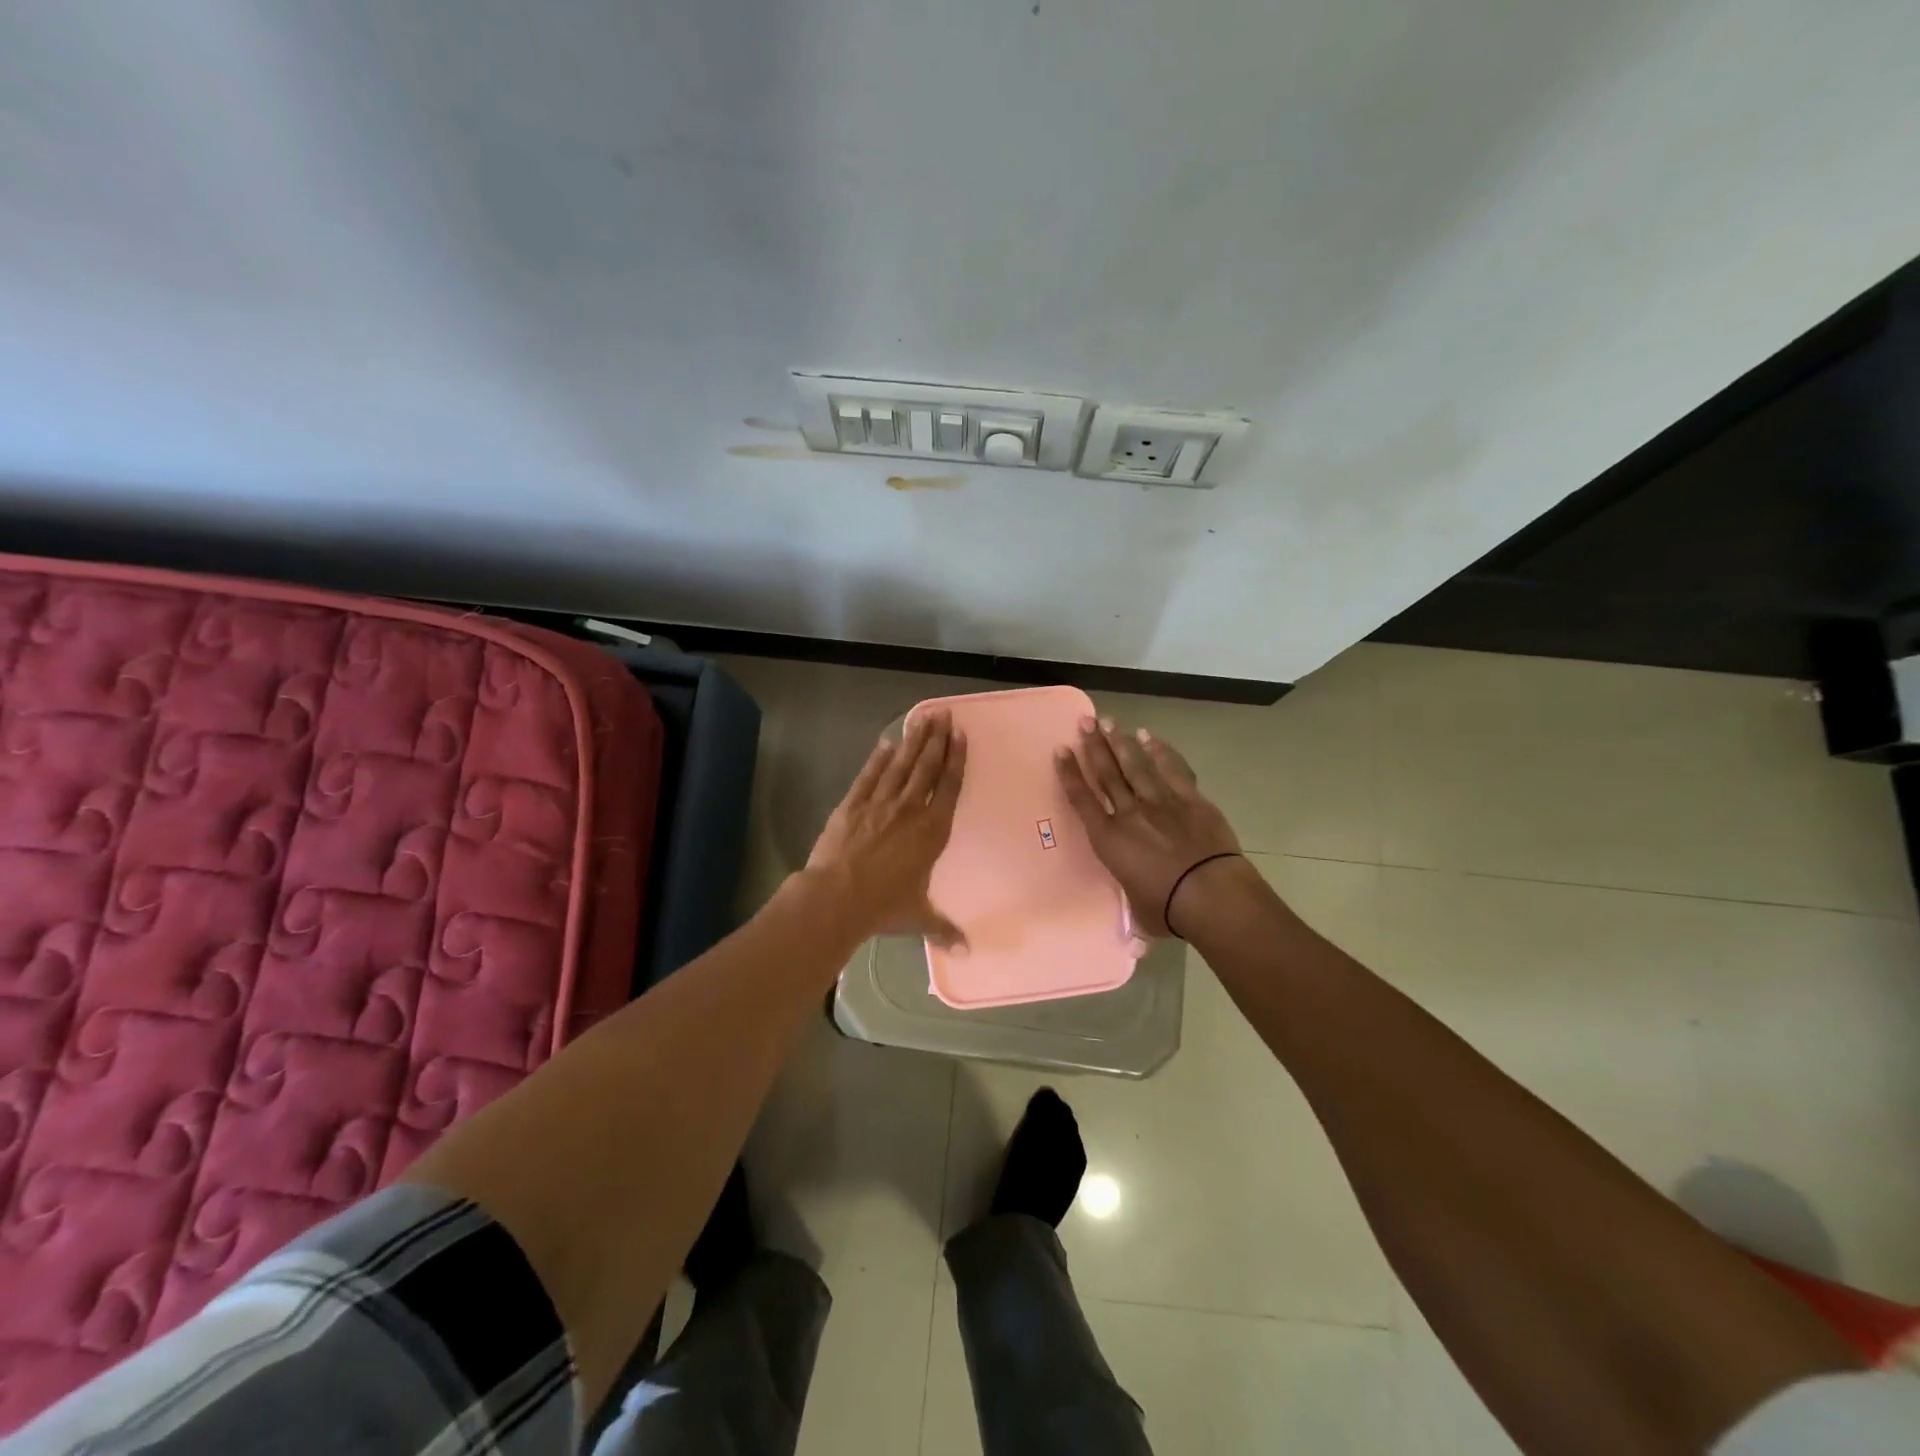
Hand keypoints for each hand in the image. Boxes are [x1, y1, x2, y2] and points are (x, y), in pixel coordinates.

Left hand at [808, 710, 967, 944]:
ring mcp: (880, 803)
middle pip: (927, 767)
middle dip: (938, 740)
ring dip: (913, 741)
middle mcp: (910, 809)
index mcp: (932, 831)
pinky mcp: (852, 804)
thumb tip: (966, 951)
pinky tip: (886, 743)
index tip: (962, 737)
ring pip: (901, 765)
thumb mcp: (918, 917)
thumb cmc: (884, 906)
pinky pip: (869, 776)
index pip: (949, 787)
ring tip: (923, 718)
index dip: (957, 760)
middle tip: (945, 715)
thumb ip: (943, 928)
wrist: (837, 897)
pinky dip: (878, 758)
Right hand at [1055, 717, 1242, 937]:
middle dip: (1094, 746)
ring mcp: (1161, 802)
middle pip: (1107, 774)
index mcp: (1109, 839)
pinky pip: (1172, 770)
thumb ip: (1137, 910)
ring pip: (1135, 766)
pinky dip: (1161, 752)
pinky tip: (1150, 737)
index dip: (1070, 774)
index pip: (1082, 800)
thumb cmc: (1167, 909)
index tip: (1061, 751)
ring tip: (1109, 721)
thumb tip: (1138, 937)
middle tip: (1084, 722)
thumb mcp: (1141, 913)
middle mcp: (1129, 814)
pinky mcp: (1190, 800)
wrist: (1209, 894)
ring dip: (1120, 743)